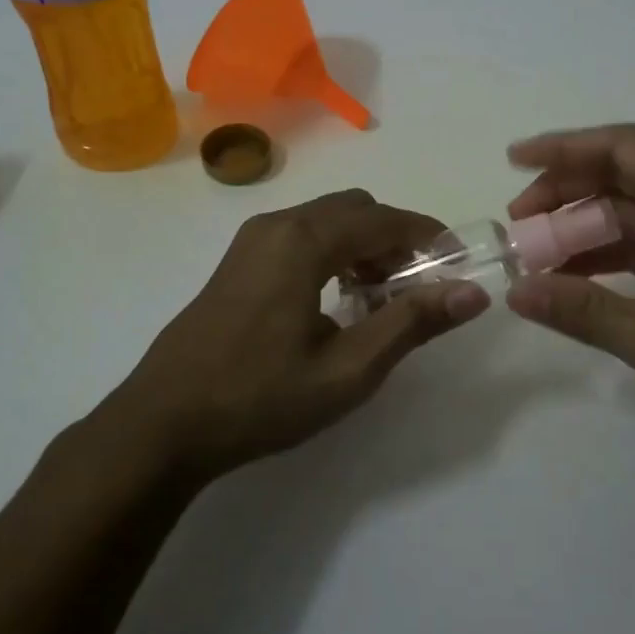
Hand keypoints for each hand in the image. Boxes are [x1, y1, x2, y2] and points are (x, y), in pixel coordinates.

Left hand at [101, 189, 488, 482]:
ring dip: (363, 246)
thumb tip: (472, 293)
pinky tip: (334, 301)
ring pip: (326, 220)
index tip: (458, 265)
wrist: (162, 423)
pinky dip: (332, 252)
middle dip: (395, 239)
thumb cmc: (260, 398)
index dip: (429, 237)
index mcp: (304, 241)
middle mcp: (277, 225)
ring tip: (377, 300)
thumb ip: (411, 323)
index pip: (385, 219)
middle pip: (356, 210)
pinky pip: (300, 236)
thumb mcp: (348, 369)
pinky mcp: (237, 261)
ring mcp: (251, 240)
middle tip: (415, 289)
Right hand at [505, 124, 634, 450]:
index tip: (514, 160)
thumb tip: (517, 291)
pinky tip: (575, 280)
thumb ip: (587, 313)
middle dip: (566, 193)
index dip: (565, 149)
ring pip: (633, 215)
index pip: (625, 149)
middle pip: (624, 178)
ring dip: (584, 229)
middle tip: (517, 223)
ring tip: (535, 255)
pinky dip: (609, 258)